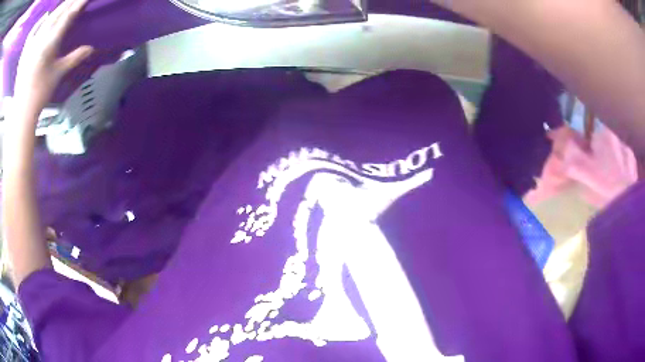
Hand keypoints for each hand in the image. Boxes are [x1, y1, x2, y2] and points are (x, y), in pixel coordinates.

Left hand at [14, 0, 92, 115]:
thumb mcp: (58, 74)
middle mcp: (42, 37)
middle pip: (59, 12)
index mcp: (50, 43)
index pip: (68, 16)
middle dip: (69, 2)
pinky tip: (50, 15)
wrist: (21, 110)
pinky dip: (47, 18)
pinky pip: (40, 27)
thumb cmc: (40, 93)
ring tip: (66, 2)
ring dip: (59, 7)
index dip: (79, 3)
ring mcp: (35, 42)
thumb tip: (91, 48)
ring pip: (50, 17)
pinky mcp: (29, 48)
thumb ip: (74, 57)